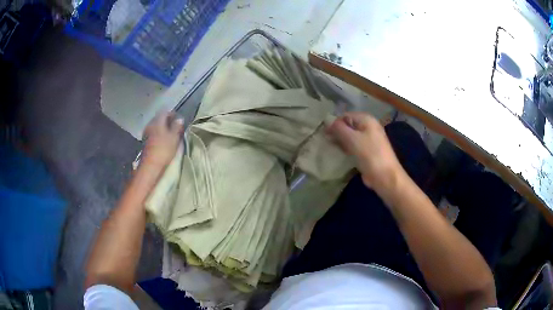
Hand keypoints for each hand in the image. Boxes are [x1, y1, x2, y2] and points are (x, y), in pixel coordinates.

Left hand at [142, 111, 183, 168]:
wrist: (150, 166)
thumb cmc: (164, 150)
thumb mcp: (174, 138)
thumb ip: (177, 127)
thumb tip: (180, 119)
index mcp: (157, 121)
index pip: (165, 112)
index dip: (172, 114)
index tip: (179, 119)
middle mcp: (150, 124)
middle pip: (159, 119)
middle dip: (167, 121)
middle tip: (175, 126)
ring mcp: (146, 133)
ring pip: (156, 126)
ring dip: (163, 128)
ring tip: (170, 134)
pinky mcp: (145, 141)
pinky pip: (153, 133)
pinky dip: (159, 134)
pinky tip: (163, 140)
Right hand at [327, 112, 403, 192]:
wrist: (385, 176)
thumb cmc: (369, 154)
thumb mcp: (352, 139)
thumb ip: (339, 128)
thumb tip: (328, 123)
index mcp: (367, 120)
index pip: (346, 116)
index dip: (335, 123)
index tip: (325, 134)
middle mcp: (369, 127)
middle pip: (348, 125)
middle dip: (337, 132)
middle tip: (326, 141)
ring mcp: (369, 140)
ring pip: (351, 136)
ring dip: (341, 141)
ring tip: (331, 147)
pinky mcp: (368, 151)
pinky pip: (354, 146)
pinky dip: (347, 148)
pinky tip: (340, 153)